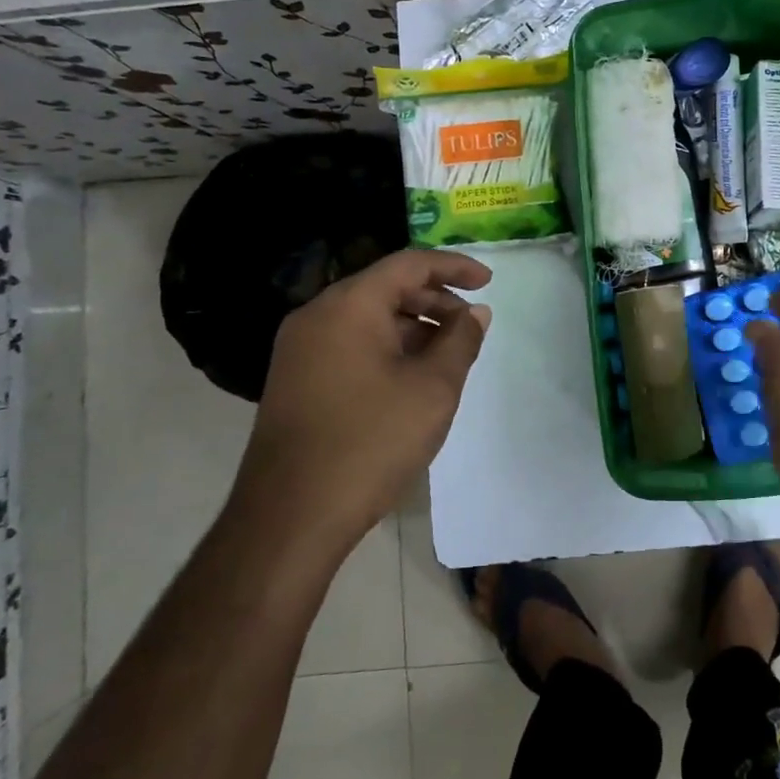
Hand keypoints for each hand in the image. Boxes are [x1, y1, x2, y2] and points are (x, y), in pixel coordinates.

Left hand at [232, 249, 491, 557]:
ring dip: (412, 326)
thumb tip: (475, 313)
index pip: (409, 263)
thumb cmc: (371, 442)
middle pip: (385, 287)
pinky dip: (386, 347)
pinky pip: (349, 343)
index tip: (488, 281)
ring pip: (367, 317)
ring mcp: (300, 348)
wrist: (291, 515)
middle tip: (471, 326)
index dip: (454, 267)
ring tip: (447, 355)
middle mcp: (317, 315)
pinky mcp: (295, 378)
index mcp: (349, 305)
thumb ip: (460, 341)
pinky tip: (411, 377)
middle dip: (435, 300)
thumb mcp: (433, 389)